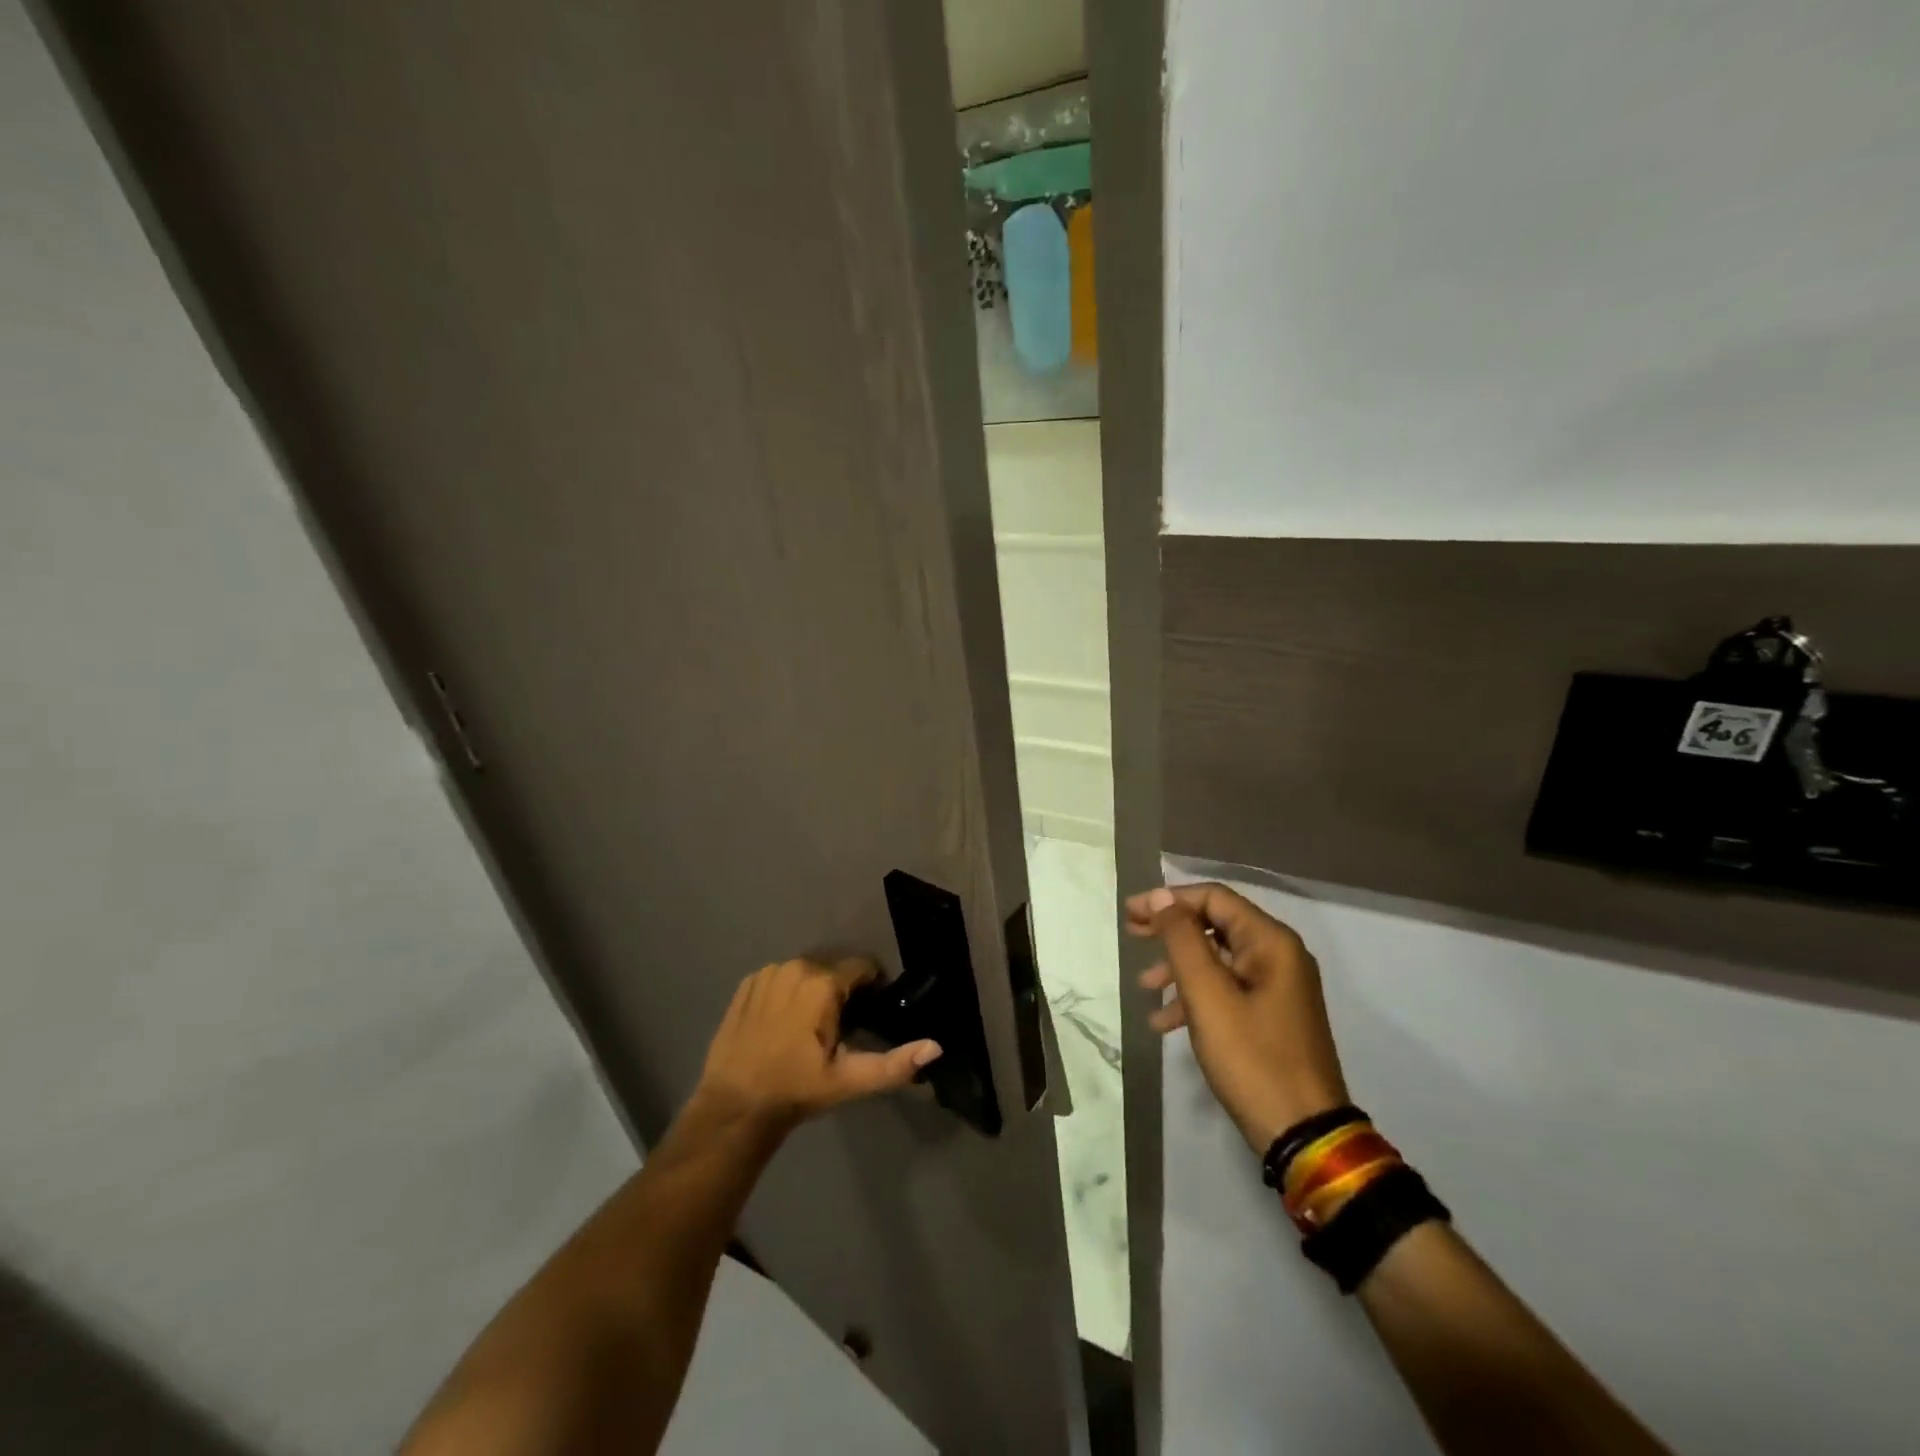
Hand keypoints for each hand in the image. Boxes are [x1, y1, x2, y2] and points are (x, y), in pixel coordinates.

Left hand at [691, 958, 941, 1134]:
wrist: (734, 1106)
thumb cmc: (796, 1090)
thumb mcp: (849, 1080)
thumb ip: (894, 1064)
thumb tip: (936, 1047)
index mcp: (823, 982)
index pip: (863, 967)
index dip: (871, 990)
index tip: (867, 1017)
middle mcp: (796, 966)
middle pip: (834, 970)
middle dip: (842, 993)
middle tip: (838, 1031)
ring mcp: (768, 972)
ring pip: (806, 972)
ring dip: (814, 991)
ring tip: (809, 1029)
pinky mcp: (747, 983)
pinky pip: (780, 978)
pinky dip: (787, 993)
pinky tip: (782, 1025)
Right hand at [1127, 883, 1348, 1153]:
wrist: (1303, 1135)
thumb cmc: (1252, 1058)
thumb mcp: (1208, 995)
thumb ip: (1182, 940)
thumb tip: (1162, 897)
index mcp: (1271, 942)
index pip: (1214, 898)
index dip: (1169, 899)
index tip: (1132, 914)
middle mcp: (1279, 956)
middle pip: (1215, 925)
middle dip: (1170, 929)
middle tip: (1132, 934)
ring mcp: (1277, 988)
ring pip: (1218, 959)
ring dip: (1178, 967)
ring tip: (1144, 986)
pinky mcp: (1271, 1016)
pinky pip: (1227, 990)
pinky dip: (1195, 996)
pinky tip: (1164, 1020)